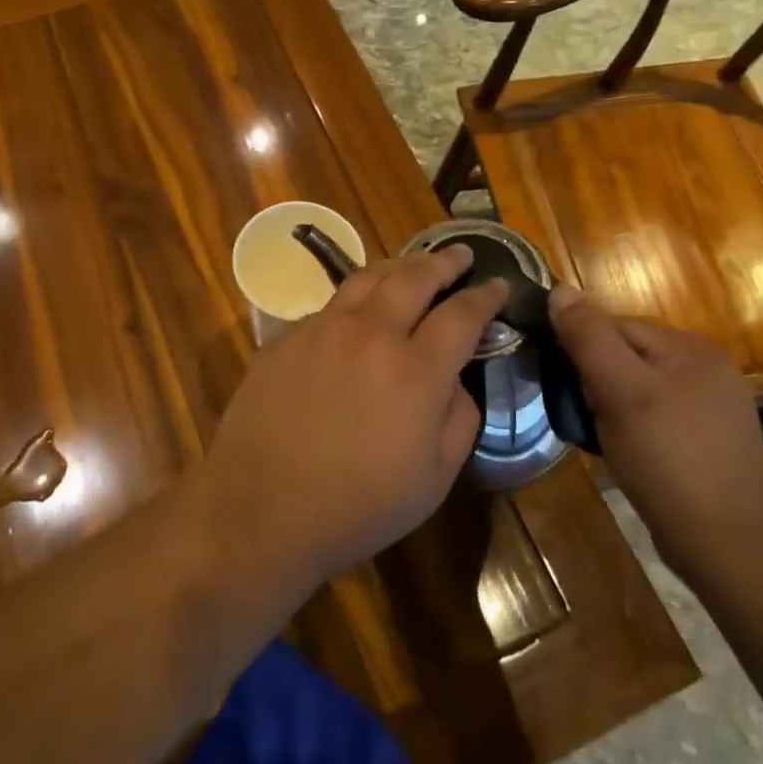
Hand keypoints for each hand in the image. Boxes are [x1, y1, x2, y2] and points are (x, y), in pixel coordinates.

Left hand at [193, 245, 507, 594]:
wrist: (262, 508)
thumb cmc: (359, 505)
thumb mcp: (435, 476)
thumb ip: (459, 417)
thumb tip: (455, 379)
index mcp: (417, 369)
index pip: (462, 314)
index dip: (486, 296)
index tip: (500, 284)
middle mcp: (371, 334)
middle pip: (415, 277)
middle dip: (444, 261)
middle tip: (460, 255)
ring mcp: (323, 329)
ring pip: (367, 278)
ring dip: (398, 266)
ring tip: (412, 266)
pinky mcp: (286, 337)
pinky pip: (330, 305)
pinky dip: (355, 299)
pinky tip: (357, 312)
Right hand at [548, 287, 762, 591]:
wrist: (727, 544)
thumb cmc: (668, 461)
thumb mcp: (620, 393)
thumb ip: (589, 339)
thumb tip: (560, 290)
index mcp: (692, 347)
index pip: (617, 325)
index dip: (581, 349)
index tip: (562, 383)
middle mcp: (710, 366)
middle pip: (630, 353)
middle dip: (597, 378)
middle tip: (582, 413)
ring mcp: (716, 403)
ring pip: (642, 384)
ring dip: (612, 402)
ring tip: (600, 433)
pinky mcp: (713, 437)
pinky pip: (659, 412)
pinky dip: (635, 423)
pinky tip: (628, 449)